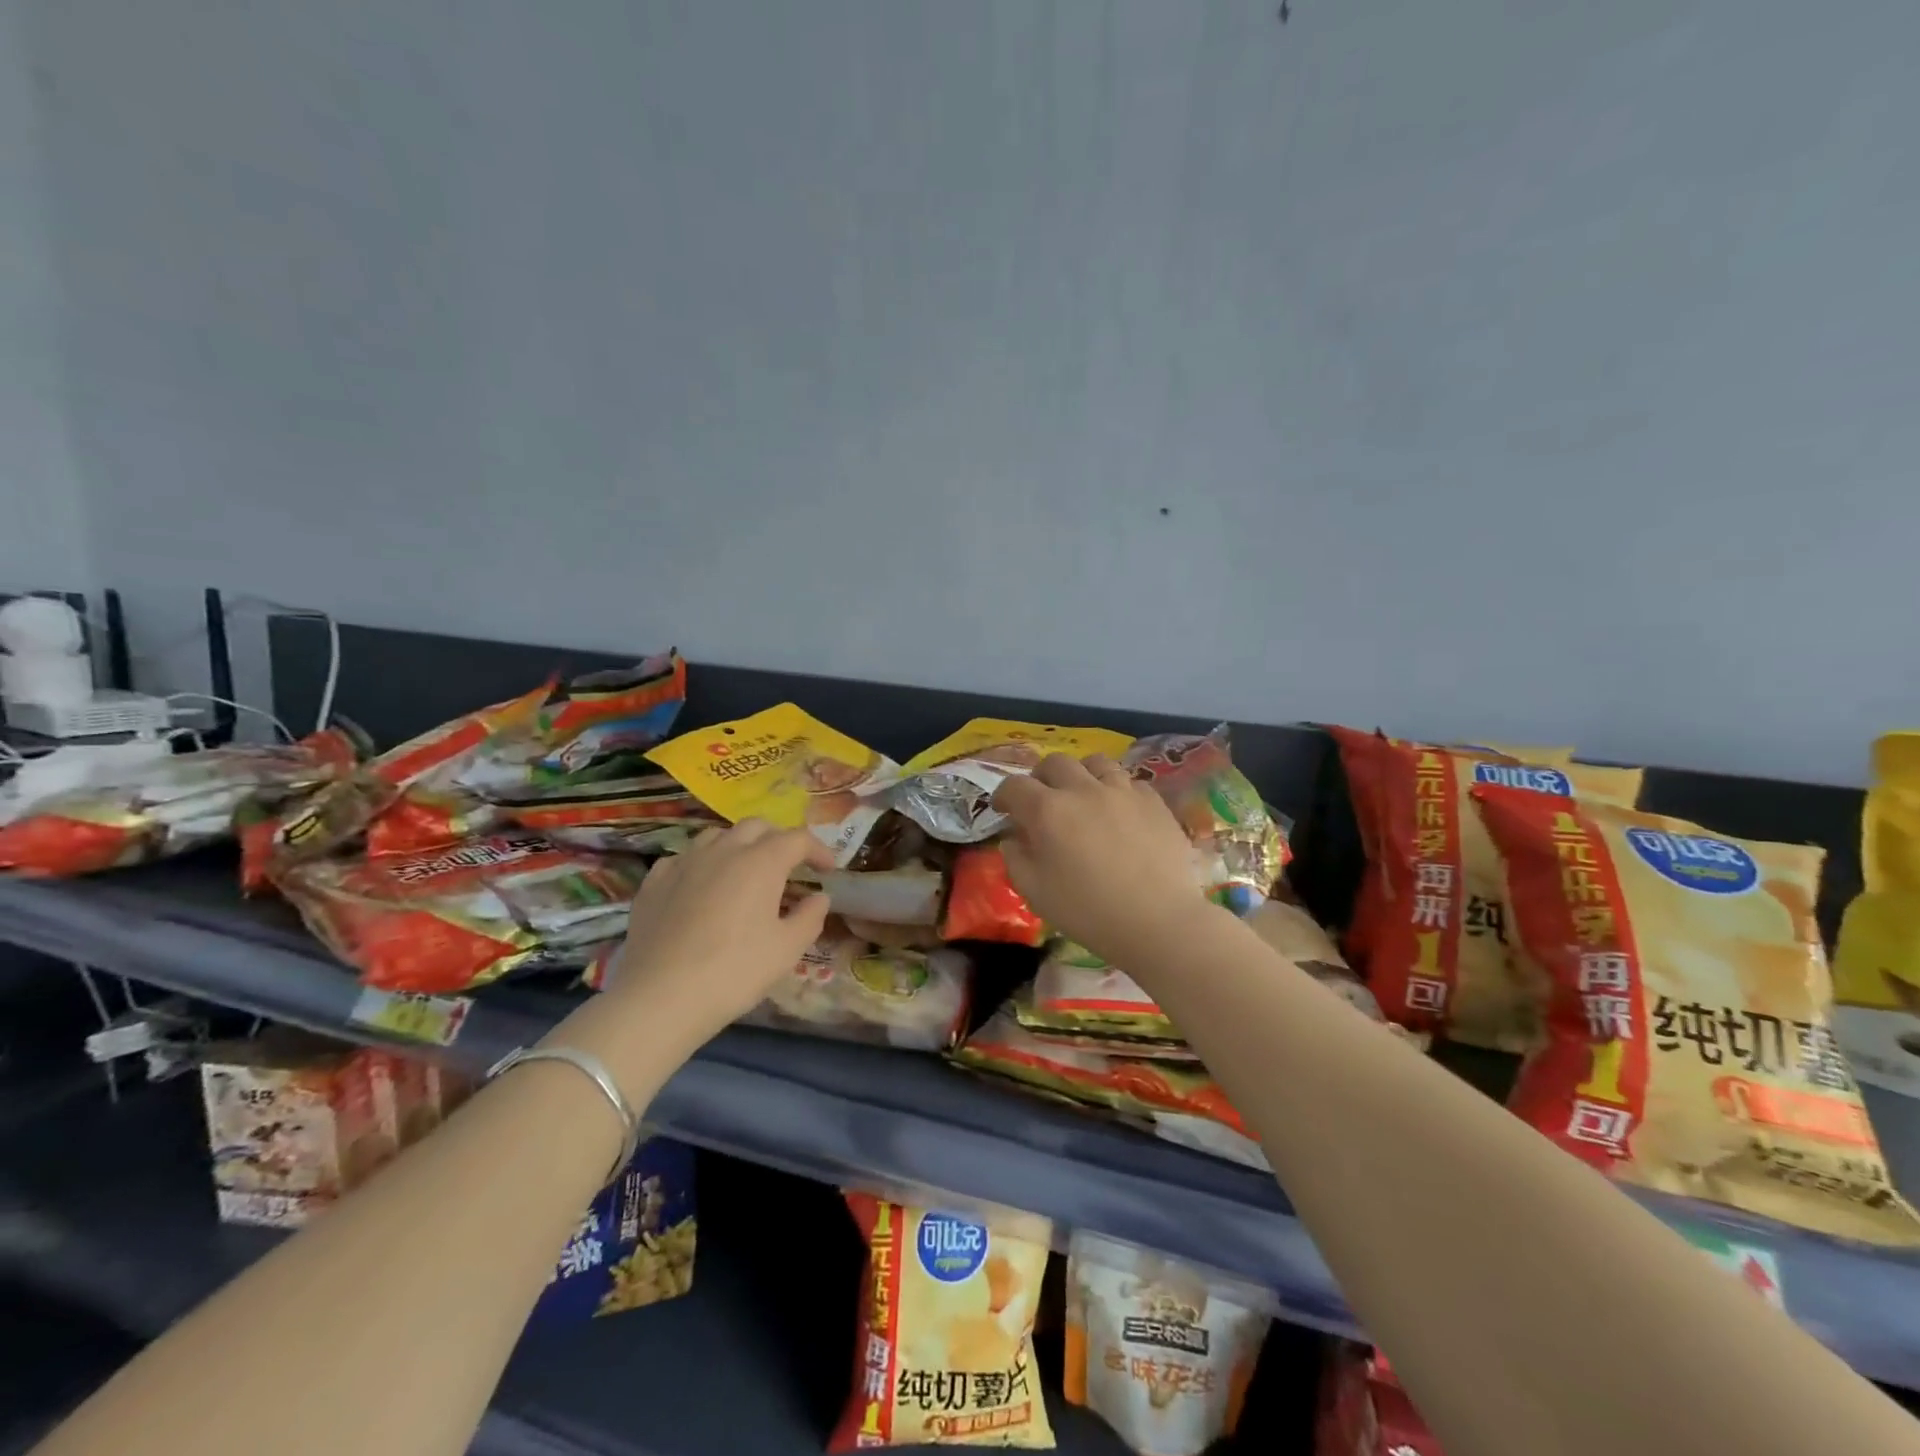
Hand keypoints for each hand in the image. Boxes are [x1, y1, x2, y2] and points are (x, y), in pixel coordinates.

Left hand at [577, 821, 832, 1055]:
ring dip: (738, 845)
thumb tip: (819, 897)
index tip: (828, 869)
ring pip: (717, 836)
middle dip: (778, 839)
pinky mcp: (654, 881)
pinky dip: (701, 864)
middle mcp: (723, 850)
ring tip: (744, 871)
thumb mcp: (788, 949)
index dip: (818, 850)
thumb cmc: (735, 971)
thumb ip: (810, 917)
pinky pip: (684, 858)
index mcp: (761, 861)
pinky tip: (701, 886)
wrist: (661, 997)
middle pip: (756, 826)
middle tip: (788, 865)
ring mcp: (684, 861)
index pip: (797, 839)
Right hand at [991, 753, 1210, 964]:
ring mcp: (1122, 791)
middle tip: (1042, 800)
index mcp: (1048, 810)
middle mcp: (1083, 789)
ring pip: (1096, 762)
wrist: (1158, 921)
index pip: (1014, 786)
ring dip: (1081, 775)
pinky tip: (1119, 811)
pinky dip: (1117, 790)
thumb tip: (1014, 840)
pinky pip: (1130, 781)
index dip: (1004, 795)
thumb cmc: (1088, 911)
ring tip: (1083, 796)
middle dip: (1041, 778)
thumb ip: (1016, 860)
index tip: (1004, 810)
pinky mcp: (1154, 801)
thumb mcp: (1035, 893)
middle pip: (1055, 763)